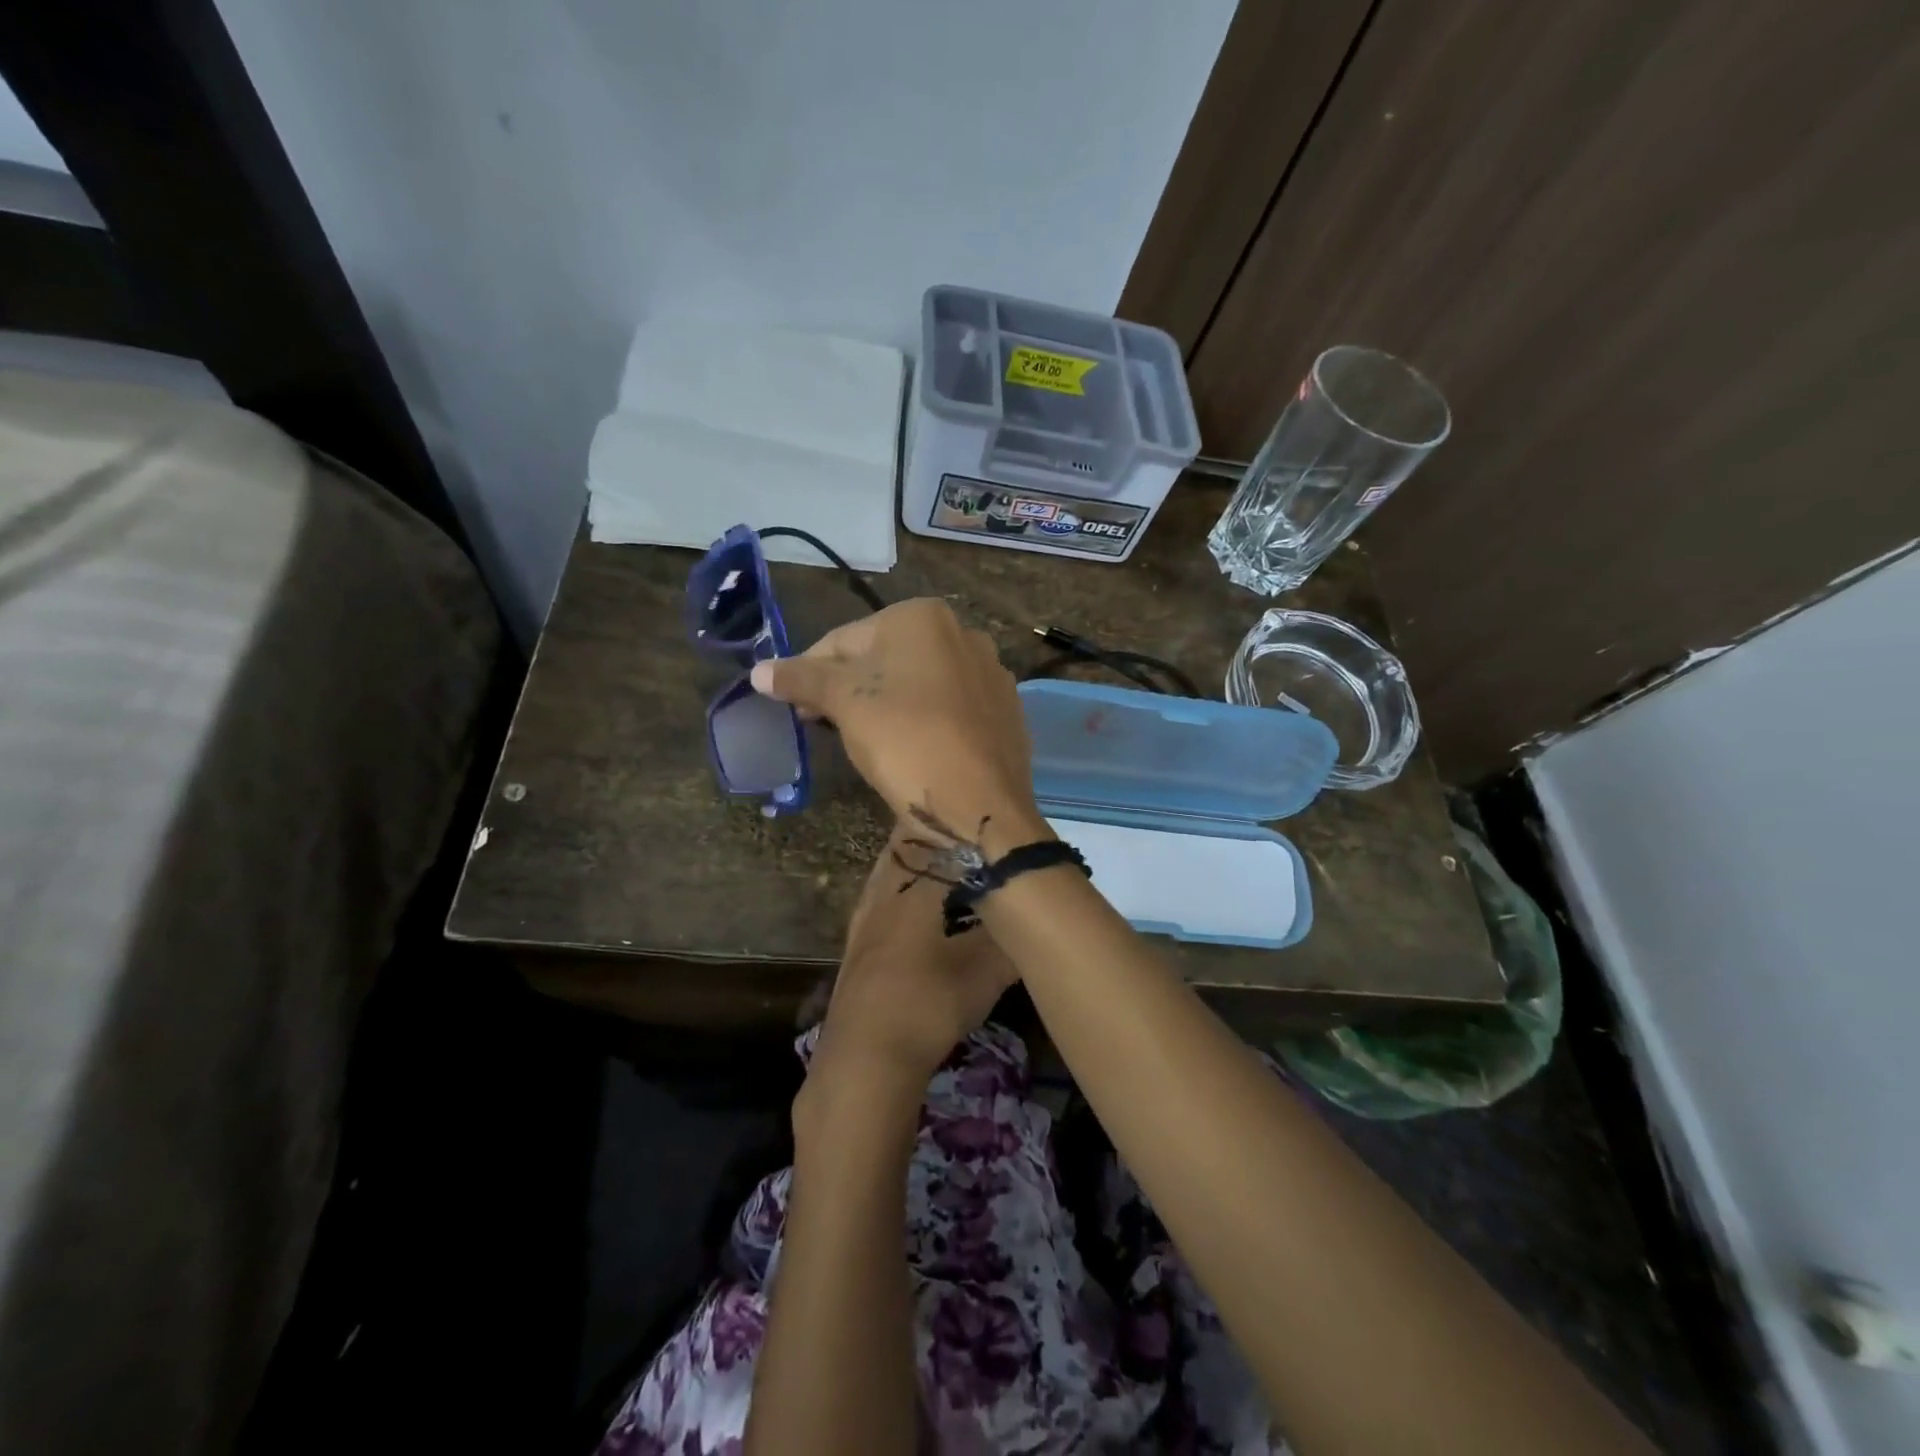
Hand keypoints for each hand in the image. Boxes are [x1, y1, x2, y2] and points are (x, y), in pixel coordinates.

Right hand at [750, 599, 1046, 857]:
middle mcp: (963, 632)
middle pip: (883, 658)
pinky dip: (924, 720)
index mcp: (922, 617)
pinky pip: (949, 707)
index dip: (811, 673)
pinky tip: (914, 750)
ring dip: (886, 704)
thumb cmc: (906, 741)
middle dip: (850, 688)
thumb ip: (802, 680)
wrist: (982, 804)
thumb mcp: (845, 705)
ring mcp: (990, 672)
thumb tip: (759, 670)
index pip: (843, 640)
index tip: (797, 708)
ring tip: (869, 741)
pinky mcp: (1004, 710)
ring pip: (918, 683)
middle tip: (827, 725)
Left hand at [802, 819, 1019, 1108]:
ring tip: (947, 863)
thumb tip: (1038, 914)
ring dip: (918, 861)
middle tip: (970, 835)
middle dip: (938, 836)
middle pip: (909, 844)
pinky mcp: (857, 940)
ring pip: (892, 869)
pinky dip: (903, 888)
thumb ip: (1015, 937)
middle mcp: (886, 888)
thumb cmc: (931, 1002)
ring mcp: (865, 914)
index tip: (986, 816)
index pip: (940, 834)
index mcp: (917, 885)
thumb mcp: (989, 971)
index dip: (962, 822)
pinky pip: (883, 894)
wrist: (866, 1056)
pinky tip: (918, 907)